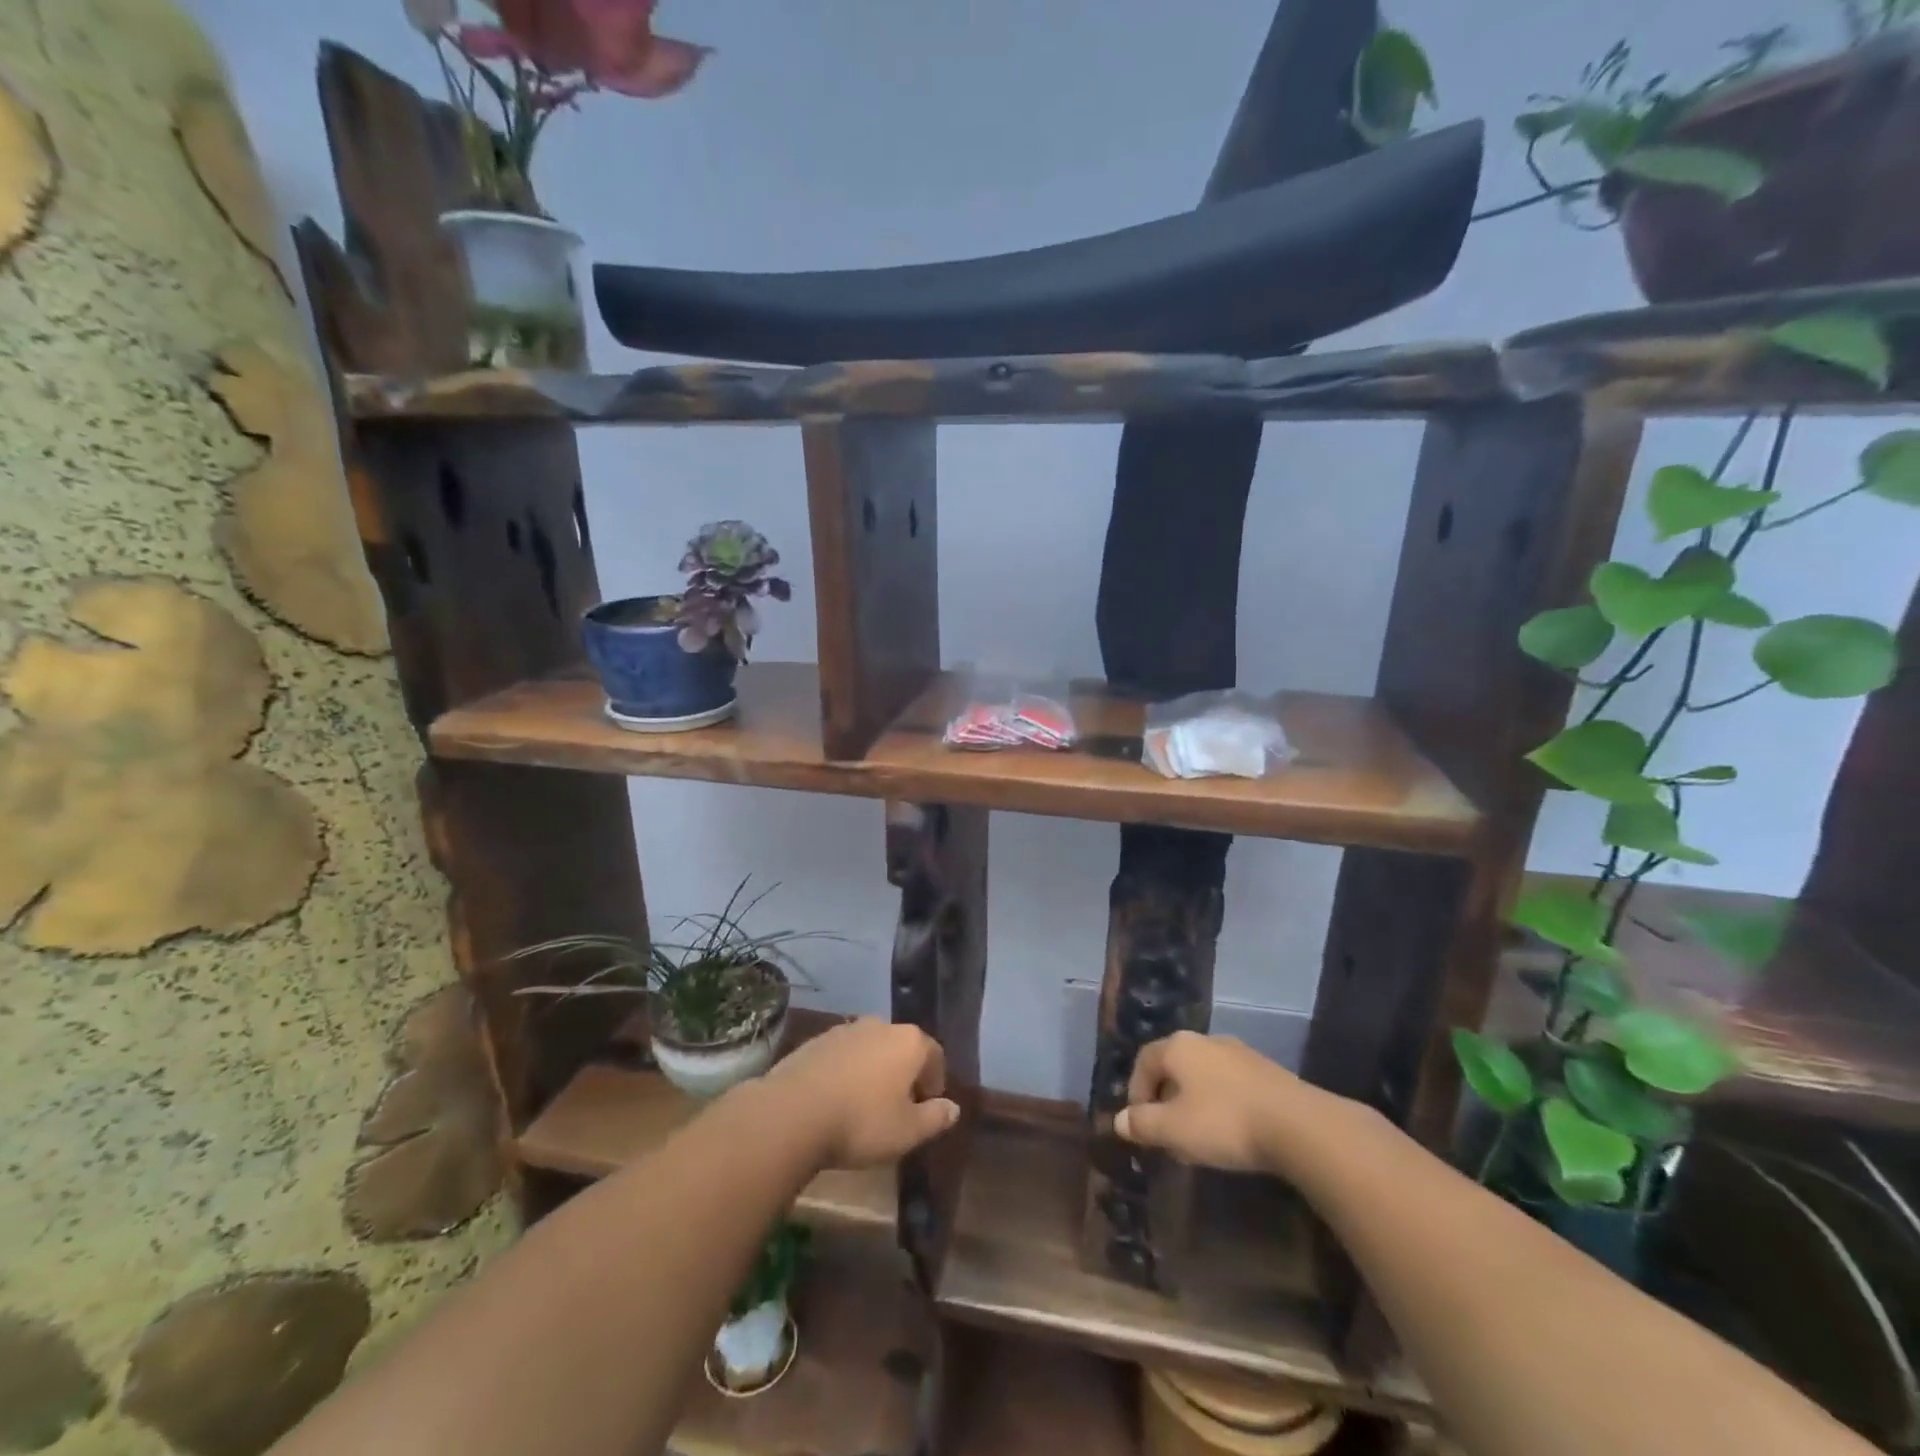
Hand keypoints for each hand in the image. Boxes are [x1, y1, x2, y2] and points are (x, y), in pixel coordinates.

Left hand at [765, 1017, 958, 1169]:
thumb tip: (953, 1108)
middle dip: (903, 1073)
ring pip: (870, 1049)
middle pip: (901, 1047)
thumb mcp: (907, 1132)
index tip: (926, 1108)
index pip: (934, 1055)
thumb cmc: (861, 1122)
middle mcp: (880, 1025)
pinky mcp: (816, 1040)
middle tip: (897, 1107)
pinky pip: (842, 1055)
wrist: (793, 1112)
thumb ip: (935, 1118)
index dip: (934, 1082)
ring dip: (873, 1071)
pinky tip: (836, 1099)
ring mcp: (845, 1029)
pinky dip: (846, 1071)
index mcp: (909, 1041)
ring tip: (863, 1105)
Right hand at [1115, 1031, 1317, 1172]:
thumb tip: (1120, 1121)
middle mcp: (1206, 1040)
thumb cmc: (1225, 1122)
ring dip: (1194, 1103)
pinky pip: (1230, 1084)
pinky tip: (1231, 1132)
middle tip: (1167, 1133)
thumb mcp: (1174, 1130)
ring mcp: (1239, 1053)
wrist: (1299, 1125)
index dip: (1136, 1091)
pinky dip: (1221, 1104)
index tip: (1140, 1124)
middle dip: (1165, 1099)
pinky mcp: (1266, 1071)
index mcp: (1178, 1046)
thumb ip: (1143, 1124)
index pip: (1144, 1060)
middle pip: (1174, 1066)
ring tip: (1199, 1138)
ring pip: (1203, 1076)